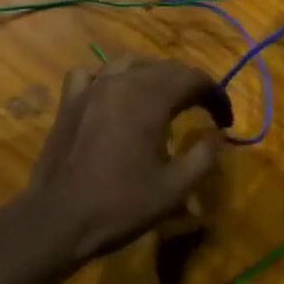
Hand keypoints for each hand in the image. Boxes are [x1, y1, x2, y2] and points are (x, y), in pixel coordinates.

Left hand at [13, 57, 232, 265]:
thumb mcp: (174, 190)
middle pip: (164, 68)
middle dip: (188, 85)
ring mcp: (92, 88)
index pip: (193, 79)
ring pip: (129, 64)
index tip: (225, 120)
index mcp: (150, 99)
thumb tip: (218, 137)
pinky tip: (113, 95)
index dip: (215, 94)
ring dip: (152, 75)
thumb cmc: (120, 205)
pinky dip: (108, 77)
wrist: (58, 219)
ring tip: (163, 98)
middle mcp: (122, 82)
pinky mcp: (69, 101)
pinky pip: (92, 73)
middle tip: (202, 109)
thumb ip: (203, 157)